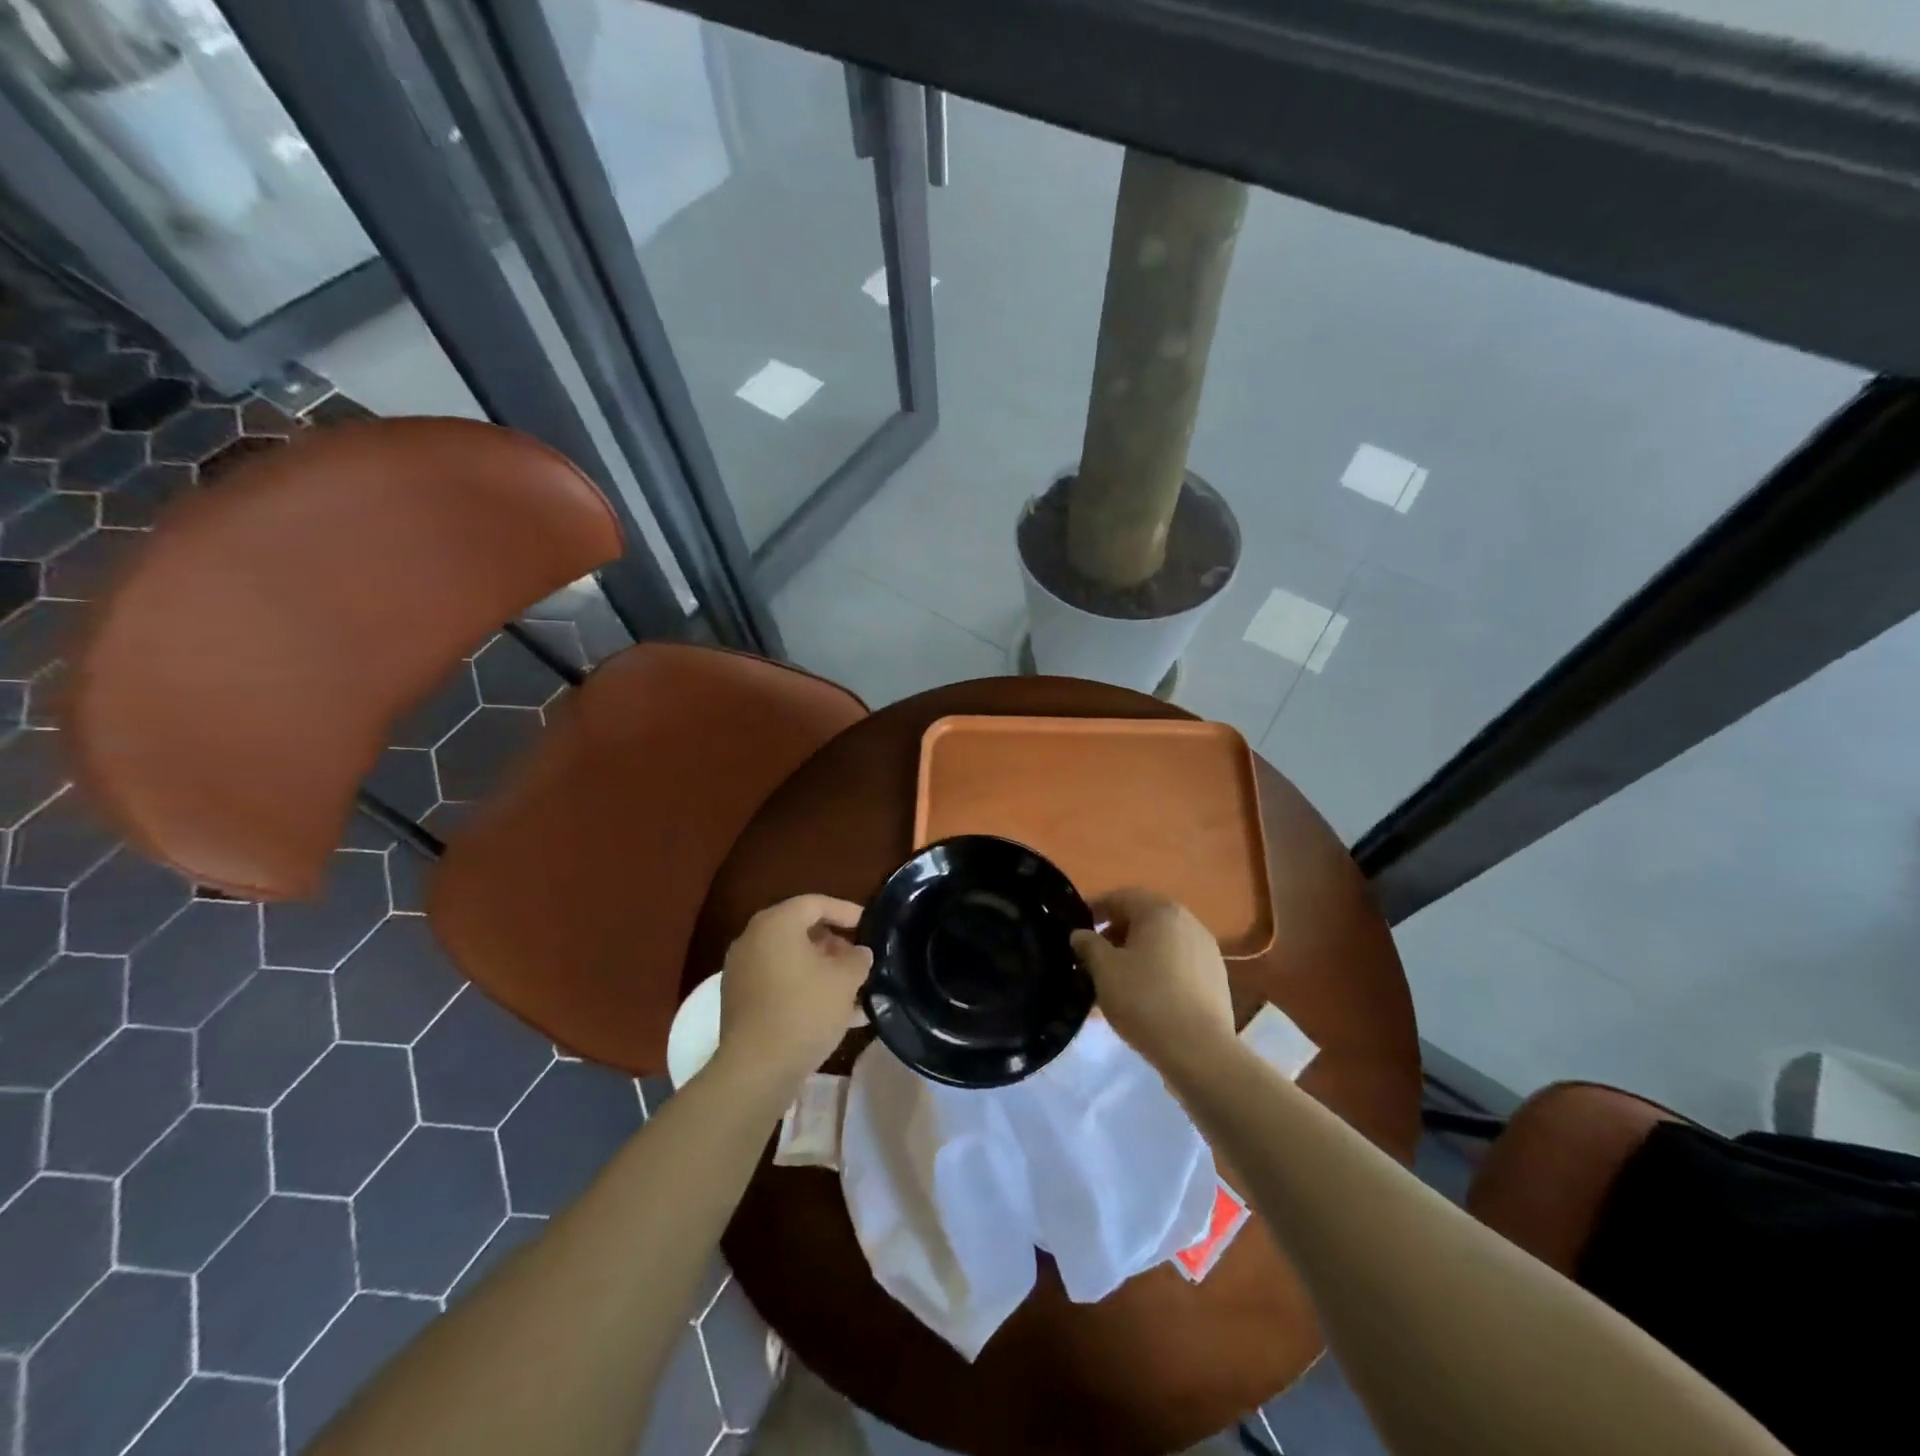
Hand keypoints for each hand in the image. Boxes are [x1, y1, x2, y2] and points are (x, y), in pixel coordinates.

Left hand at [716, 894, 871, 1090]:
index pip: (815, 903)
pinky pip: (779, 983)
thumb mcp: (845, 981)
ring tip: (852, 988)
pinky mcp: (740, 1002)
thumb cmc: (804, 1011)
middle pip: (799, 930)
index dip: (845, 911)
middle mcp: (753, 940)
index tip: (868, 924)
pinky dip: (804, 989)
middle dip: (833, 943)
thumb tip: (859, 953)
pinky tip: (833, 1013)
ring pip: (790, 960)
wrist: (756, 1070)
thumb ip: (858, 959)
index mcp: (775, 924)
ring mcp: (742, 972)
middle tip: (858, 958)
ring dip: (821, 970)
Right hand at [1071, 889, 1233, 1072]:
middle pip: (1144, 919)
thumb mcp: (1105, 970)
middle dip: (1116, 934)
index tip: (1078, 928)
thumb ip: (1089, 945)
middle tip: (1093, 957)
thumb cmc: (1145, 1000)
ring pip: (1161, 944)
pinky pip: (1177, 964)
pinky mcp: (1215, 978)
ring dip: (1136, 954)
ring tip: (1115, 981)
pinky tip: (1143, 997)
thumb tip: (1080, 934)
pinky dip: (1157, 971)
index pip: (1122, 897)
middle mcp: (1188, 922)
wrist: (1199, 1051)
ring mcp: (1206, 950)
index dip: (1096, 909)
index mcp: (1160, 911)